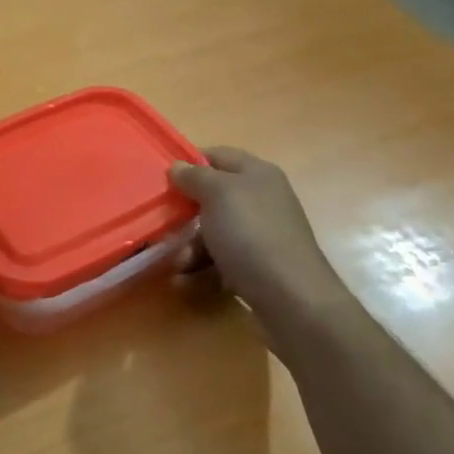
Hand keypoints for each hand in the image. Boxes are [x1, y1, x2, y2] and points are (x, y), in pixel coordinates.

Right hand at [168, 147, 345, 311]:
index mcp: (256, 173)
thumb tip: (178, 166)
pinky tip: (186, 281)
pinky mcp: (259, 263)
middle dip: (185, 213)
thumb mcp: (218, 194)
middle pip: (212, 196)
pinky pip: (222, 257)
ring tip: (178, 265)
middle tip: (163, 226)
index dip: (188, 164)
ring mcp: (261, 232)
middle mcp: (261, 198)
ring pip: (214, 230)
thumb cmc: (251, 235)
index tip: (162, 181)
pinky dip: (203, 266)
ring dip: (190, 246)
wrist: (292, 297)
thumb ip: (195, 176)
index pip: (216, 155)